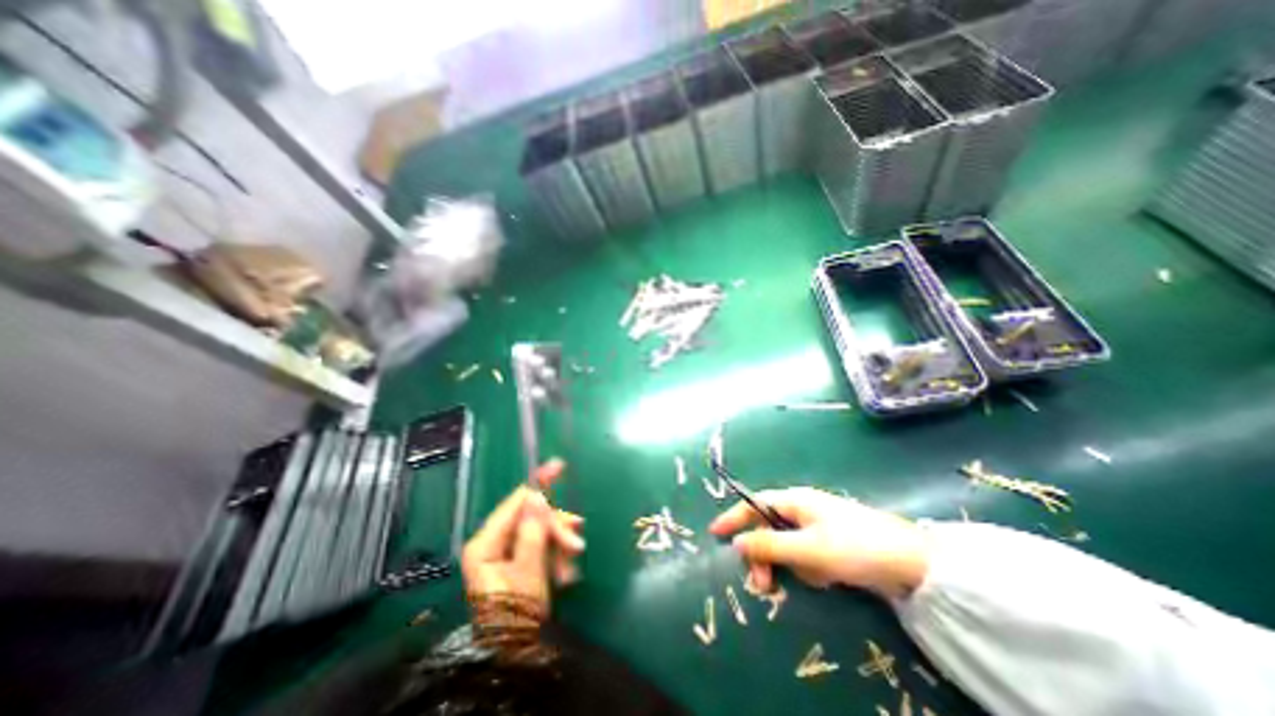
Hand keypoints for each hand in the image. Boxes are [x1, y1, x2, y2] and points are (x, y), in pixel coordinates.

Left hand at [460, 461, 584, 616]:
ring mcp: (507, 551)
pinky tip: (565, 572)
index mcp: (486, 542)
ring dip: (559, 544)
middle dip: (555, 527)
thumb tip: (539, 495)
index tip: (559, 467)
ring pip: (540, 530)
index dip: (539, 484)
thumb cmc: (518, 615)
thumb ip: (534, 531)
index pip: (516, 502)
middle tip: (576, 542)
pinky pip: (543, 545)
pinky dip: (557, 554)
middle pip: (531, 516)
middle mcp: (494, 542)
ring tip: (571, 565)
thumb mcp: (529, 572)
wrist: (518, 655)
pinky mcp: (520, 560)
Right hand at [707, 486, 927, 597]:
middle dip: (765, 556)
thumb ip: (769, 546)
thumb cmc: (854, 547)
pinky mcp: (830, 544)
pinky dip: (811, 569)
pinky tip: (828, 577)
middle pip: (768, 529)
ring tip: (815, 578)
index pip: (754, 505)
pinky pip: (806, 556)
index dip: (733, 518)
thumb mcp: (808, 549)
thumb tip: (737, 543)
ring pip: (787, 546)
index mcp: (794, 501)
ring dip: (792, 565)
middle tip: (764, 586)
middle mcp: (802, 509)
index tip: (715, 533)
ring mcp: (817, 526)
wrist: (912, 564)